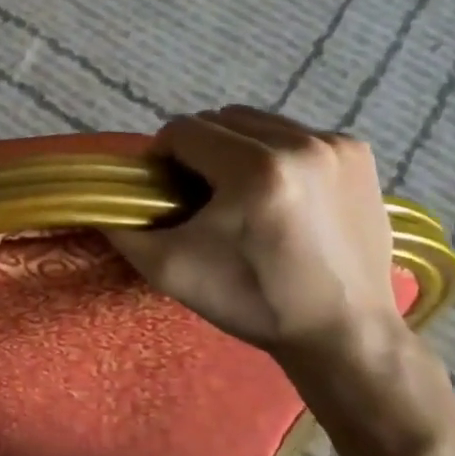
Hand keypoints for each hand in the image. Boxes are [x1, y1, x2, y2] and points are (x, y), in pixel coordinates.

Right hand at [108, 106, 403, 383]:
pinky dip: (279, 152)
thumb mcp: (174, 271)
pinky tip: (284, 191)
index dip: (164, 156)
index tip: (167, 189)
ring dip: (239, 146)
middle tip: (203, 193)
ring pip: (258, 122)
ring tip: (243, 190)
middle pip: (220, 120)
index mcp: (254, 169)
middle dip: (201, 150)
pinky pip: (297, 133)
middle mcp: (299, 143)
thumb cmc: (256, 302)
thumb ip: (125, 232)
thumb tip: (96, 204)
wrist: (346, 335)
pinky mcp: (358, 153)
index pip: (184, 130)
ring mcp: (334, 145)